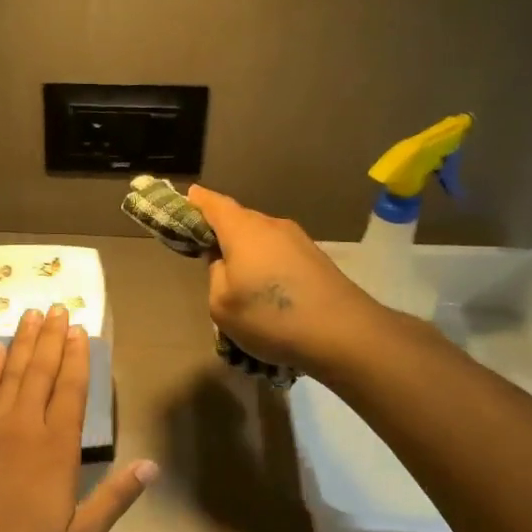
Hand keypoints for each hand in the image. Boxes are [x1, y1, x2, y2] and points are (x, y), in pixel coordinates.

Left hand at [0, 305, 157, 531]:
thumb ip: (115, 499)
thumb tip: (152, 467)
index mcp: (56, 448)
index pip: (71, 391)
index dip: (77, 358)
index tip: (79, 330)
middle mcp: (23, 426)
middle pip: (40, 372)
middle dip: (51, 338)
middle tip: (56, 307)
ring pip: (10, 374)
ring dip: (22, 343)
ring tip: (30, 315)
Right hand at [187, 184, 386, 373]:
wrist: (344, 334)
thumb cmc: (271, 317)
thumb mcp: (222, 305)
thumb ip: (215, 275)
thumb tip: (224, 262)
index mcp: (243, 230)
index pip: (214, 204)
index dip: (197, 200)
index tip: (186, 198)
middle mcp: (272, 226)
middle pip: (239, 219)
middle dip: (221, 229)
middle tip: (205, 250)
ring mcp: (298, 241)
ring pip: (261, 238)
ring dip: (246, 251)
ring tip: (237, 278)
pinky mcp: (316, 259)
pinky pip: (279, 253)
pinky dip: (266, 263)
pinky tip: (266, 290)